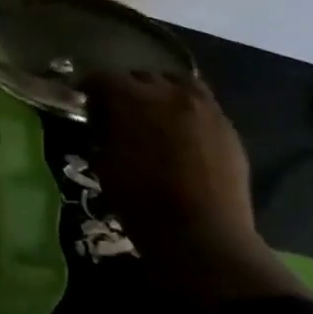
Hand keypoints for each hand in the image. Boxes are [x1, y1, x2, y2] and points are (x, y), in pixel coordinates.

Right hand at [86, 71, 306, 305]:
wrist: (202, 236)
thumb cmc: (140, 201)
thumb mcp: (104, 163)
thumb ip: (102, 131)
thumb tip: (102, 120)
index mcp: (133, 99)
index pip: (102, 78)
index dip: (90, 90)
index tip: (85, 105)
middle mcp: (170, 92)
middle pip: (141, 76)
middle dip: (126, 90)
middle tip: (118, 113)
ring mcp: (204, 108)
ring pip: (177, 83)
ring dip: (160, 93)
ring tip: (153, 116)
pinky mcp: (227, 127)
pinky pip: (201, 105)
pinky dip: (185, 110)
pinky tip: (180, 133)